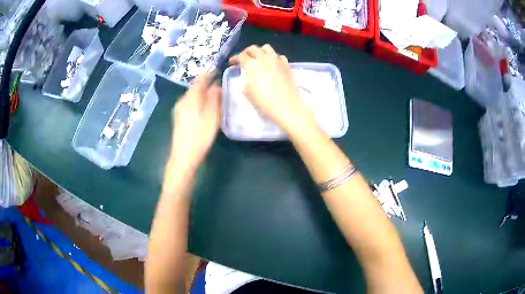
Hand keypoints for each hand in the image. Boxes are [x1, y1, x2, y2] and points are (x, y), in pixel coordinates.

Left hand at [169, 73, 220, 172]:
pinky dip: (198, 100)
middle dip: (207, 83)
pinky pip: (189, 103)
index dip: (209, 74)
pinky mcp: (178, 117)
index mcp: (191, 97)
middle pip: (195, 87)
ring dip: (202, 93)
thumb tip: (216, 85)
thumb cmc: (200, 136)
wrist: (183, 156)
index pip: (200, 80)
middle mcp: (182, 100)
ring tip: (215, 95)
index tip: (218, 71)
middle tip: (220, 84)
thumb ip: (214, 98)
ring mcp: (178, 109)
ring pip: (192, 95)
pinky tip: (204, 107)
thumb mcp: (212, 117)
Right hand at [229, 44, 314, 131]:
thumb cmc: (265, 102)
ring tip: (259, 59)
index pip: (241, 56)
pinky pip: (279, 56)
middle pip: (253, 48)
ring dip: (260, 51)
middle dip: (246, 52)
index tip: (231, 63)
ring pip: (267, 48)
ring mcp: (277, 60)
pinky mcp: (287, 65)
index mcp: (252, 65)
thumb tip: (248, 81)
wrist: (287, 106)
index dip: (235, 58)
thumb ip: (246, 84)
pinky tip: (273, 65)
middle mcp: (264, 59)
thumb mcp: (248, 94)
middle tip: (244, 59)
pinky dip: (274, 58)